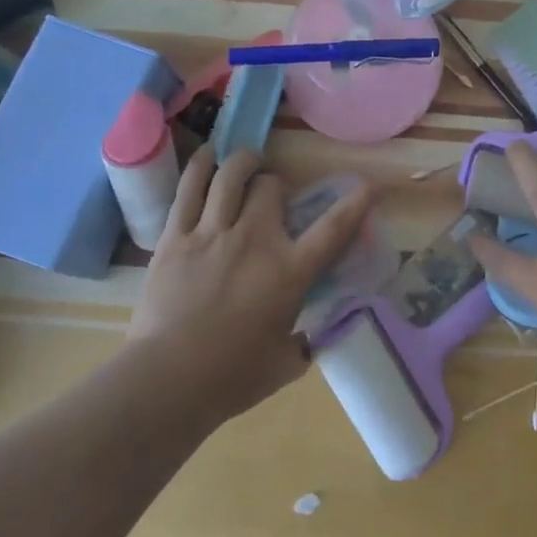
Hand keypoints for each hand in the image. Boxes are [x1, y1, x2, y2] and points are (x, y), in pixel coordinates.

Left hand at [129, 149, 371, 421]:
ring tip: (247, 160)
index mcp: (289, 272)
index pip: (333, 228)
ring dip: (244, 163)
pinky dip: (201, 166)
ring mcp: (212, 234)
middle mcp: (255, 241)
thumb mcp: (285, 364)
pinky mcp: (176, 237)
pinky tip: (208, 155)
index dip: (356, 203)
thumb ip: (303, 344)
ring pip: (231, 177)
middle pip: (271, 188)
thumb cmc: (232, 378)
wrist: (167, 380)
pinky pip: (189, 189)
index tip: (369, 185)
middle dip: (275, 186)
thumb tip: (309, 338)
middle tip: (271, 195)